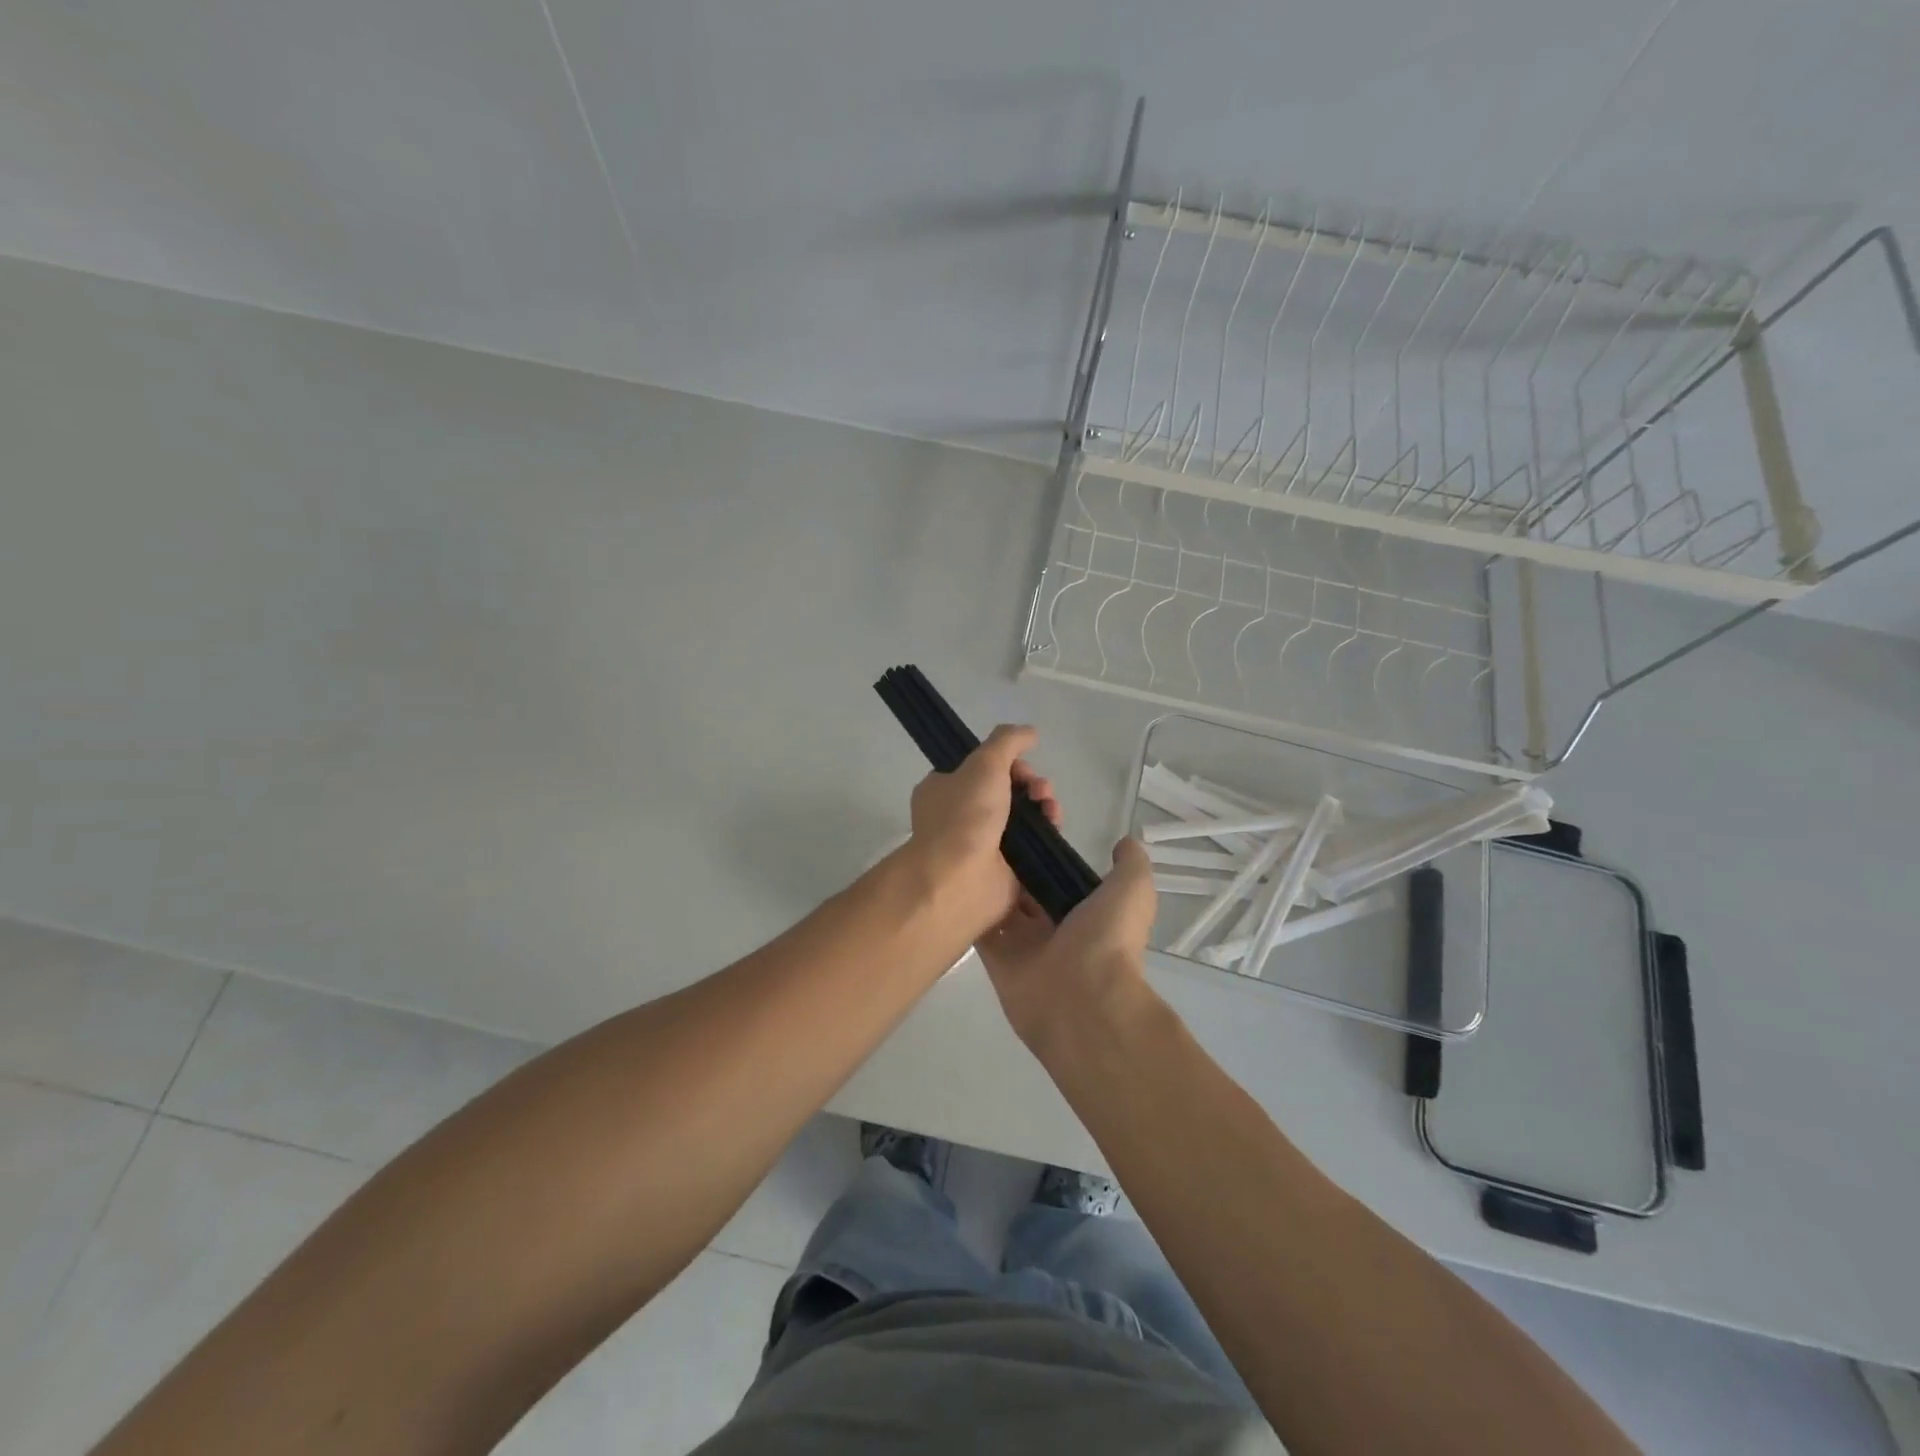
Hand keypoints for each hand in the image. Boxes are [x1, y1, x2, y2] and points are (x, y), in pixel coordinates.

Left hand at [907, 724, 1061, 937]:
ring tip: (1050, 808)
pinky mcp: (1008, 868)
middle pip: (1008, 790)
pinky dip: (1047, 833)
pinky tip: (1054, 826)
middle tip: (1039, 790)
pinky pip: (1034, 844)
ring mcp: (985, 843)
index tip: (1022, 766)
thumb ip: (1008, 741)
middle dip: (1031, 784)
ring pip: (1024, 816)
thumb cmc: (964, 815)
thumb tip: (1030, 732)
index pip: (982, 768)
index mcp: (945, 789)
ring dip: (1044, 805)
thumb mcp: (984, 763)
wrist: (960, 879)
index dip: (1008, 763)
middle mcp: (962, 815)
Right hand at [975, 837, 1157, 1053]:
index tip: (1025, 821)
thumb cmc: (1108, 940)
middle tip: (988, 830)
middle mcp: (1053, 927)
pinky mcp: (997, 960)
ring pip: (1000, 906)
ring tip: (965, 845)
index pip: (1059, 877)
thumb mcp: (1132, 890)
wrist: (1084, 1000)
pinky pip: (979, 930)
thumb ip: (1130, 864)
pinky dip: (967, 909)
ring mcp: (1023, 945)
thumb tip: (1123, 842)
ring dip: (986, 881)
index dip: (1045, 853)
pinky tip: (954, 878)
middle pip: (1026, 889)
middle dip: (1011, 864)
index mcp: (1085, 911)